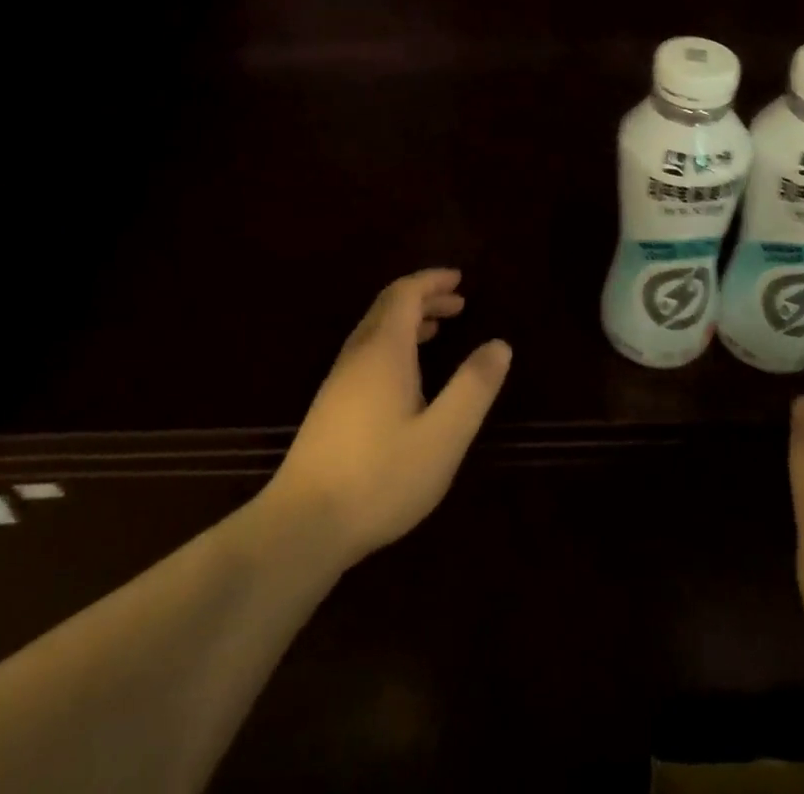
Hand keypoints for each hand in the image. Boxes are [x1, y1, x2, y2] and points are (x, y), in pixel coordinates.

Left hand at [265, 269, 511, 570]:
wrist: (304, 525)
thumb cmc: (381, 477)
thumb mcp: (443, 436)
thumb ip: (473, 387)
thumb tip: (500, 344)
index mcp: (384, 350)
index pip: (405, 294)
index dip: (431, 281)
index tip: (459, 279)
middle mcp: (358, 355)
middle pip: (388, 307)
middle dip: (423, 298)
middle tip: (458, 303)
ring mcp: (339, 380)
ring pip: (375, 331)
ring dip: (408, 321)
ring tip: (438, 330)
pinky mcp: (331, 406)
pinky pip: (367, 353)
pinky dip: (394, 344)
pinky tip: (407, 376)